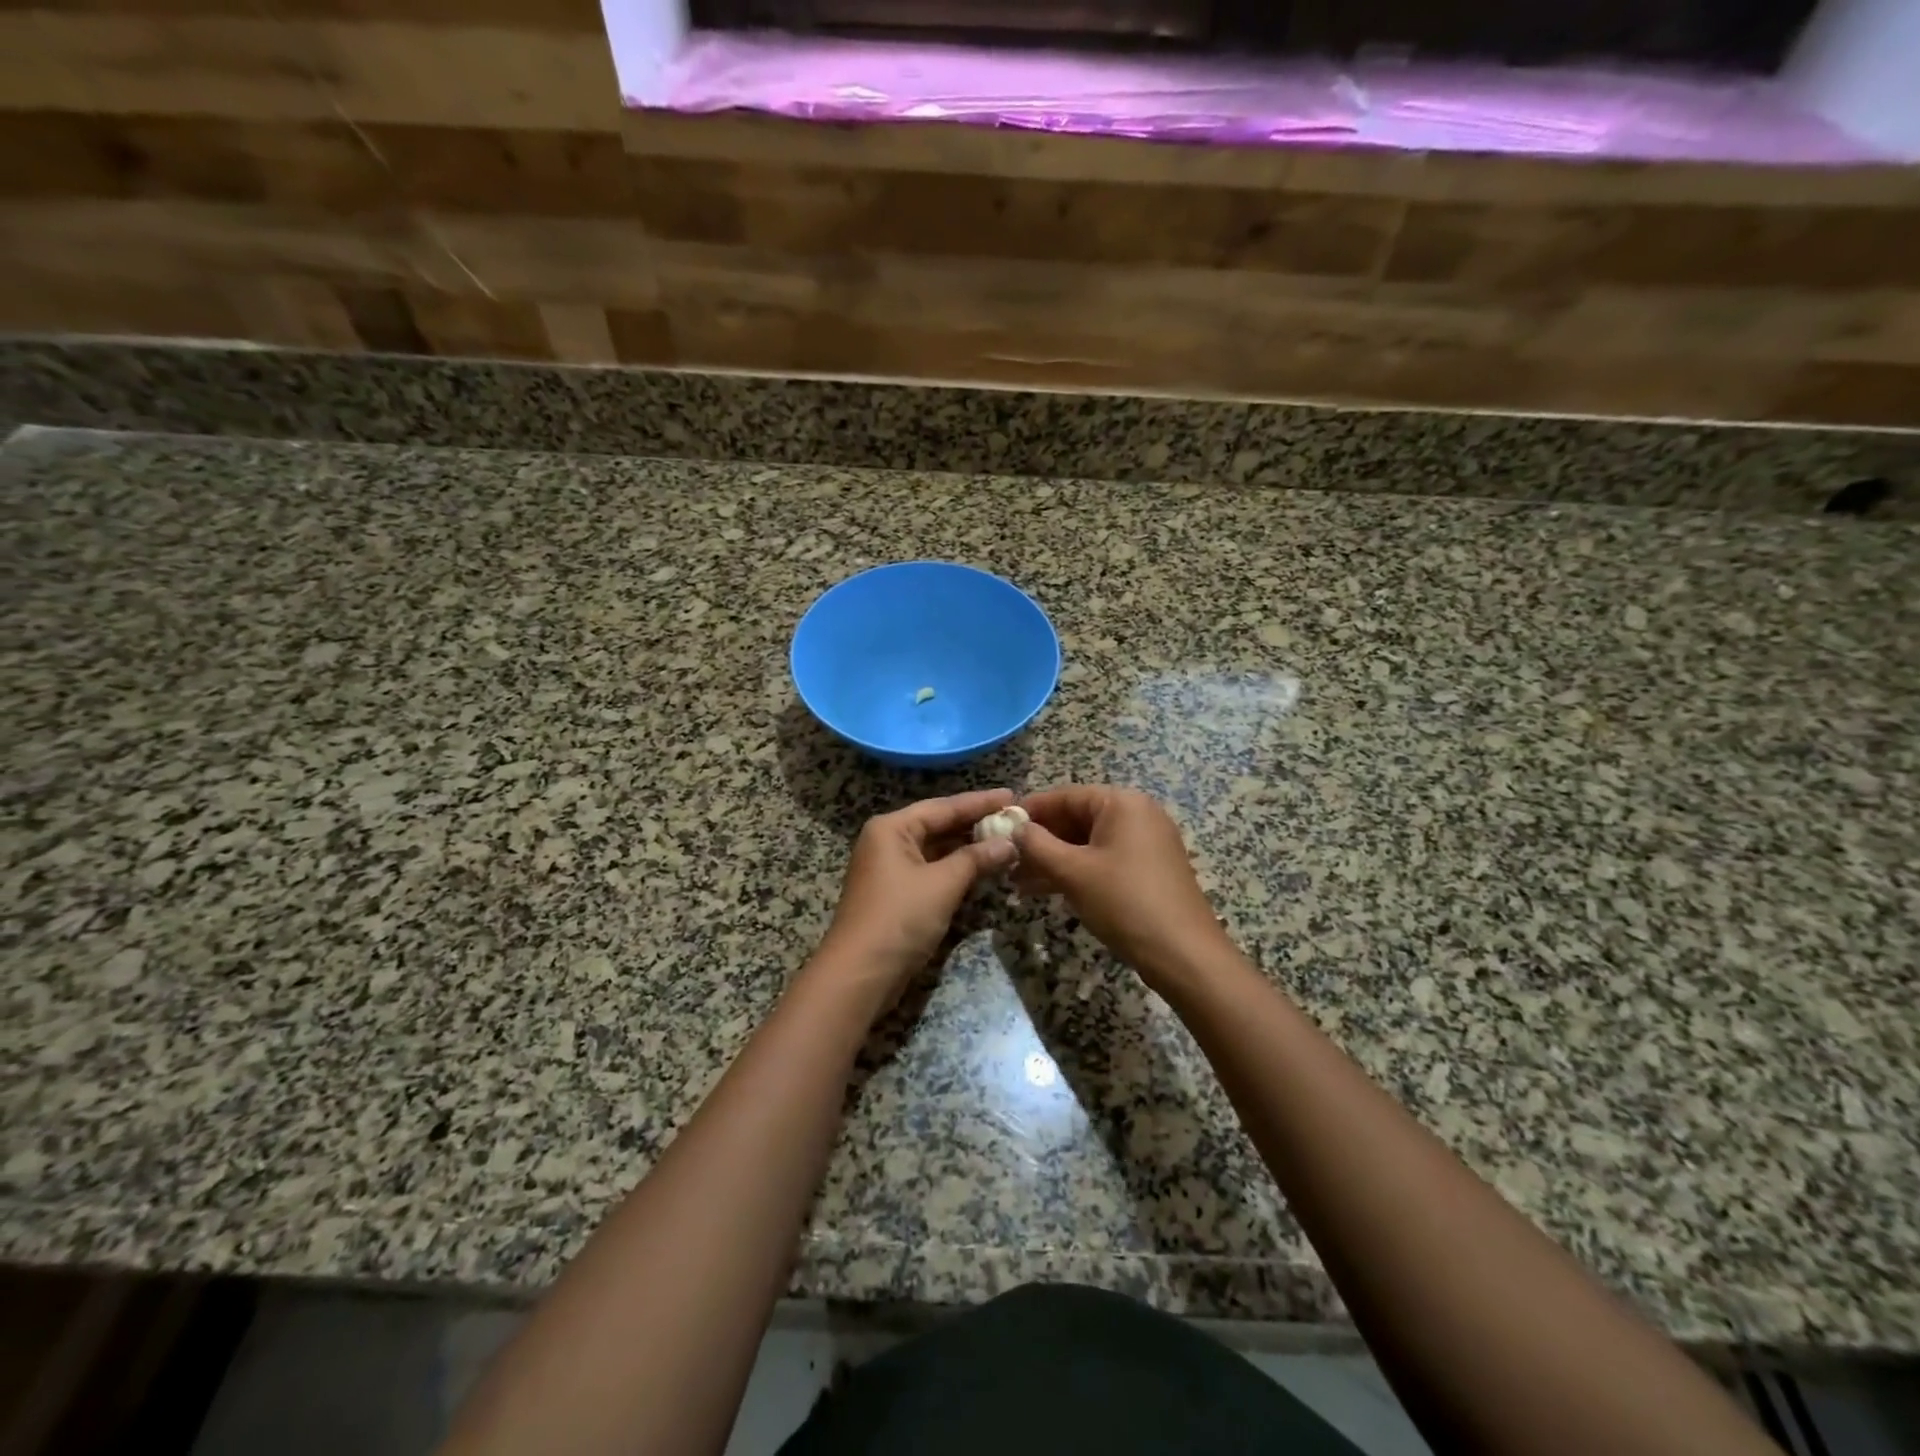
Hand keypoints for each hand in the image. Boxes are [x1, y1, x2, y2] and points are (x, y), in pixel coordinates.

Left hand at [816, 789, 1019, 997]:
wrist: (860, 973)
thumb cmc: (900, 918)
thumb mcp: (943, 884)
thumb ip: (977, 859)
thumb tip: (1010, 843)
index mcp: (892, 828)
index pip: (943, 806)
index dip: (980, 802)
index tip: (1012, 796)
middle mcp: (888, 841)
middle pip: (938, 825)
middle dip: (975, 823)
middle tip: (1014, 818)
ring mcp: (890, 869)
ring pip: (936, 849)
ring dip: (969, 847)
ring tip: (1006, 840)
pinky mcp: (896, 894)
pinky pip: (932, 869)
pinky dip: (957, 868)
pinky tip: (983, 867)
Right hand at [1014, 786, 1229, 989]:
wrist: (1184, 954)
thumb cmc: (1124, 902)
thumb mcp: (1073, 872)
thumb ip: (1037, 845)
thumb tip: (1014, 827)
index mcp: (1122, 803)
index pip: (1065, 796)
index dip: (1030, 811)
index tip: (998, 826)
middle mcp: (1136, 815)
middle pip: (1076, 818)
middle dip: (1040, 840)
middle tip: (1005, 859)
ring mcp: (1145, 843)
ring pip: (1087, 843)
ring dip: (1053, 860)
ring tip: (1016, 880)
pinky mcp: (1147, 870)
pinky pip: (1102, 860)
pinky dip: (1075, 871)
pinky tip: (1044, 890)